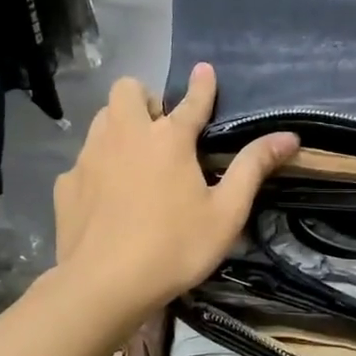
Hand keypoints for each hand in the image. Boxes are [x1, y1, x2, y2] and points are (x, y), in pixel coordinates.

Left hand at [51, 64, 297, 322]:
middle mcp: (125, 136)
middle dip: (145, 99)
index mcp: (168, 139)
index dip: (202, 85)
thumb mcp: (226, 212)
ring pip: (101, 120)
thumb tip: (289, 136)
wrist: (103, 286)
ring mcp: (89, 158)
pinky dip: (99, 168)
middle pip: (126, 90)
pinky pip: (83, 161)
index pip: (191, 101)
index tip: (204, 70)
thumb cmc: (175, 247)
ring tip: (136, 159)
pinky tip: (109, 198)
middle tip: (161, 130)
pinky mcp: (66, 185)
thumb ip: (253, 168)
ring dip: (120, 126)